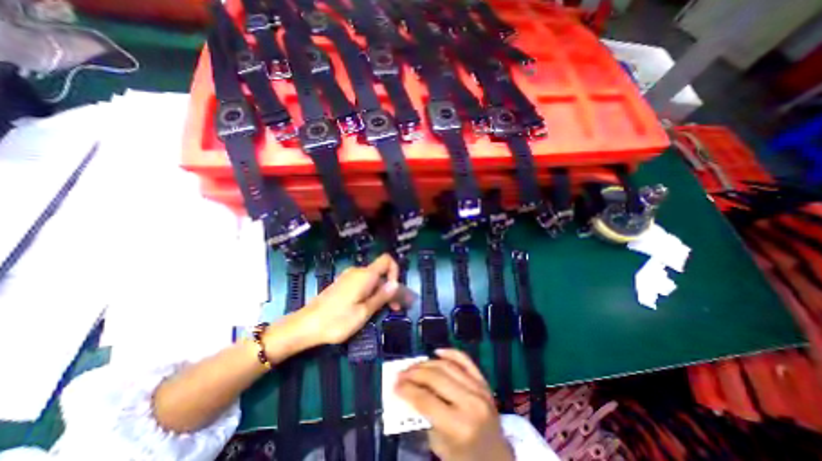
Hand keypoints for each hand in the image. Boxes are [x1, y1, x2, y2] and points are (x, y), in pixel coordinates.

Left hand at [280, 253, 402, 346]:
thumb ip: (382, 296)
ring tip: (380, 312)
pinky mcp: (342, 284)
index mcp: (365, 275)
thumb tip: (396, 284)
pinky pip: (362, 284)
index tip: (394, 291)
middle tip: (394, 309)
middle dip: (389, 288)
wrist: (305, 326)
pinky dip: (370, 293)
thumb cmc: (337, 321)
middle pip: (381, 272)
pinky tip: (366, 309)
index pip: (387, 260)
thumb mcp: (364, 312)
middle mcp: (357, 271)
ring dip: (380, 293)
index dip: (395, 272)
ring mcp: (348, 277)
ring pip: (372, 280)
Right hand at [397, 349, 511, 460]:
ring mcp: (479, 389)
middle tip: (400, 374)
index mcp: (459, 426)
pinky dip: (451, 353)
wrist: (497, 460)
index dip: (407, 390)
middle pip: (435, 378)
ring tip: (413, 365)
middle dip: (414, 374)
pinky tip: (437, 352)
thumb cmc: (465, 459)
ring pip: (448, 366)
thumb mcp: (440, 446)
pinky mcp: (484, 382)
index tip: (394, 385)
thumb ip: (424, 417)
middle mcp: (470, 403)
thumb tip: (408, 391)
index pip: (426, 400)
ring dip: (427, 363)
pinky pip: (466, 361)